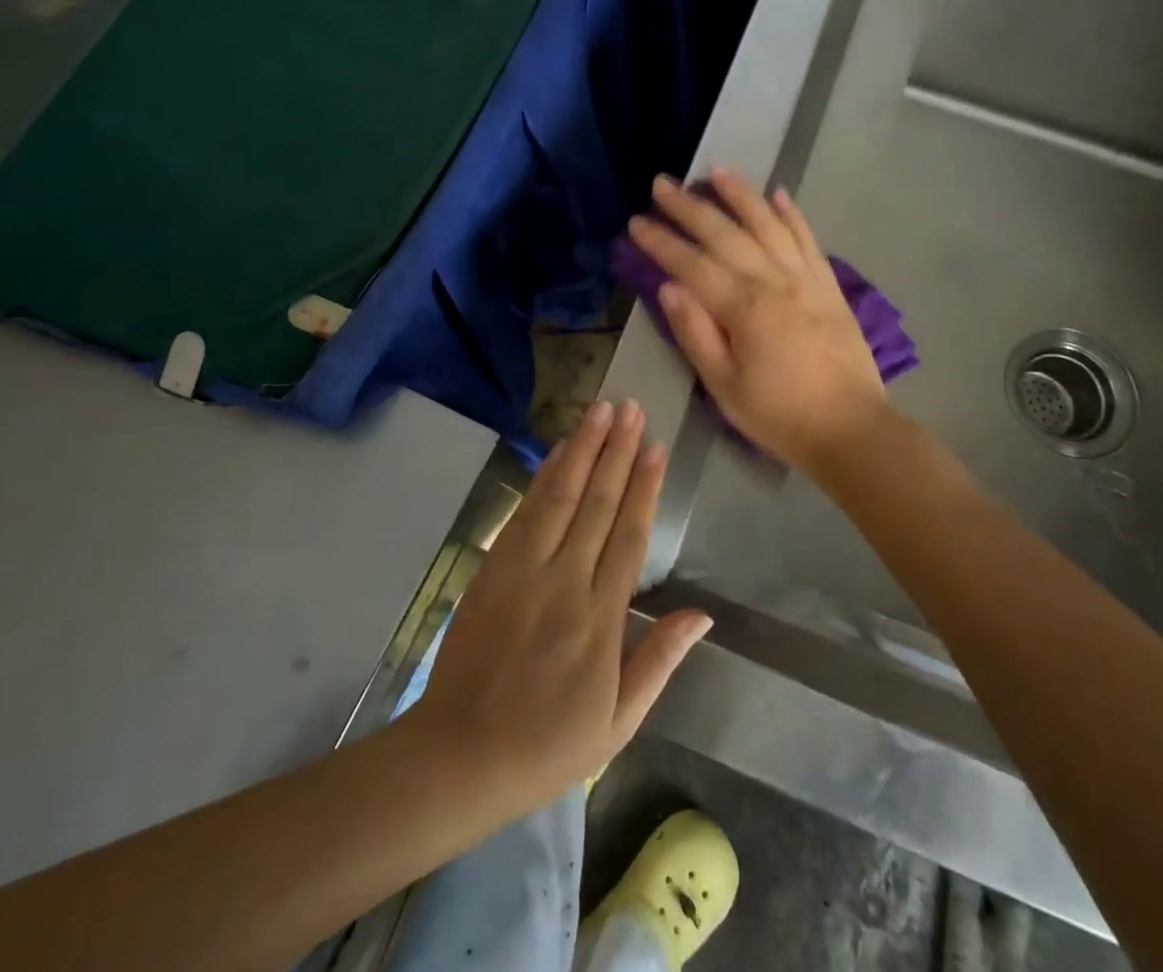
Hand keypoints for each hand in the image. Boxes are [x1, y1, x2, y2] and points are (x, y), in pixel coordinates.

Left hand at [410, 401, 711, 816]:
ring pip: (560, 496)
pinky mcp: (493, 567)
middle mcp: (564, 581)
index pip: (628, 537)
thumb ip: (659, 660)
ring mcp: (524, 570)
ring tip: (600, 411)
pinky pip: (525, 511)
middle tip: (631, 408)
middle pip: (596, 503)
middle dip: (616, 451)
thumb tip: (702, 615)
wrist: (460, 755)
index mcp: (600, 619)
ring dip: (582, 450)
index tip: (655, 447)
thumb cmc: (548, 745)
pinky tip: (559, 451)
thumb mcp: (618, 721)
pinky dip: (545, 476)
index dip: (643, 487)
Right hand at [628, 169, 889, 474]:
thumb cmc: (779, 416)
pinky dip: (792, 214)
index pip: (691, 264)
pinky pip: (808, 239)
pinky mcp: (829, 286)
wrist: (852, 430)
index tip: (636, 221)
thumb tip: (668, 287)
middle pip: (725, 233)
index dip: (661, 241)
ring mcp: (805, 278)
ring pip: (768, 224)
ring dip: (741, 194)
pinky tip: (778, 194)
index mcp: (742, 308)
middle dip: (690, 206)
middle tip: (662, 183)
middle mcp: (773, 281)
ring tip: (717, 170)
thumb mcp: (724, 387)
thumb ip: (695, 333)